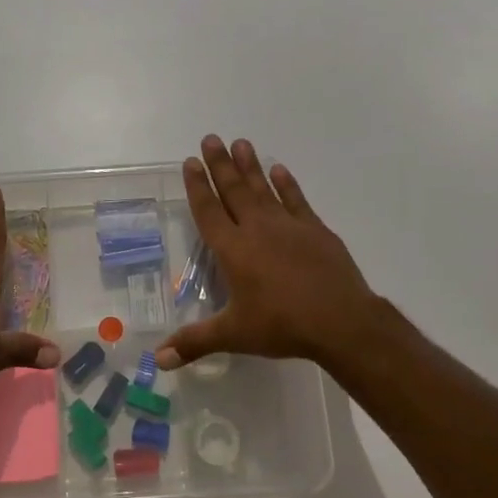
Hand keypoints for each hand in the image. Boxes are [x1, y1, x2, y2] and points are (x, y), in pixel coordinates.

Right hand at [158, 137, 381, 371]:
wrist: (340, 321)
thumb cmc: (282, 325)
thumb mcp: (234, 334)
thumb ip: (194, 343)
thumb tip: (157, 360)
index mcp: (233, 250)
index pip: (209, 211)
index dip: (197, 186)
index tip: (189, 162)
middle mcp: (257, 229)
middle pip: (234, 190)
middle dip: (220, 165)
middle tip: (210, 138)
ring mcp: (288, 226)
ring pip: (263, 188)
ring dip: (250, 166)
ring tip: (240, 142)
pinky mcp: (315, 230)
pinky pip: (296, 200)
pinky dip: (286, 184)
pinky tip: (279, 169)